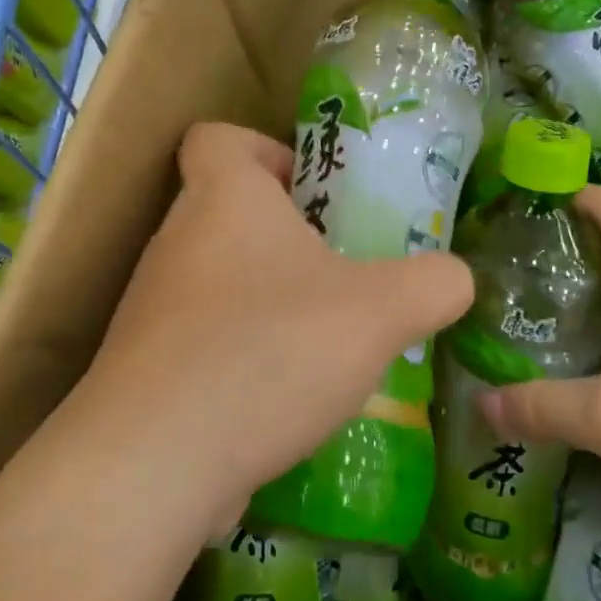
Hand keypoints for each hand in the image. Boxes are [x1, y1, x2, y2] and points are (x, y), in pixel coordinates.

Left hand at [61, 122, 472, 534]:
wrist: (155, 463)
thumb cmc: (270, 351)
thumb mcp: (381, 311)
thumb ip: (433, 283)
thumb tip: (454, 279)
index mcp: (224, 198)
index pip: (219, 137)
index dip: (268, 151)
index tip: (315, 193)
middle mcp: (177, 240)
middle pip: (230, 213)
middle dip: (291, 238)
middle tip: (345, 276)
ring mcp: (152, 306)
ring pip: (220, 280)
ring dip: (271, 302)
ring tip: (326, 345)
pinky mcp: (145, 368)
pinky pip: (203, 341)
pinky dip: (244, 357)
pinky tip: (286, 400)